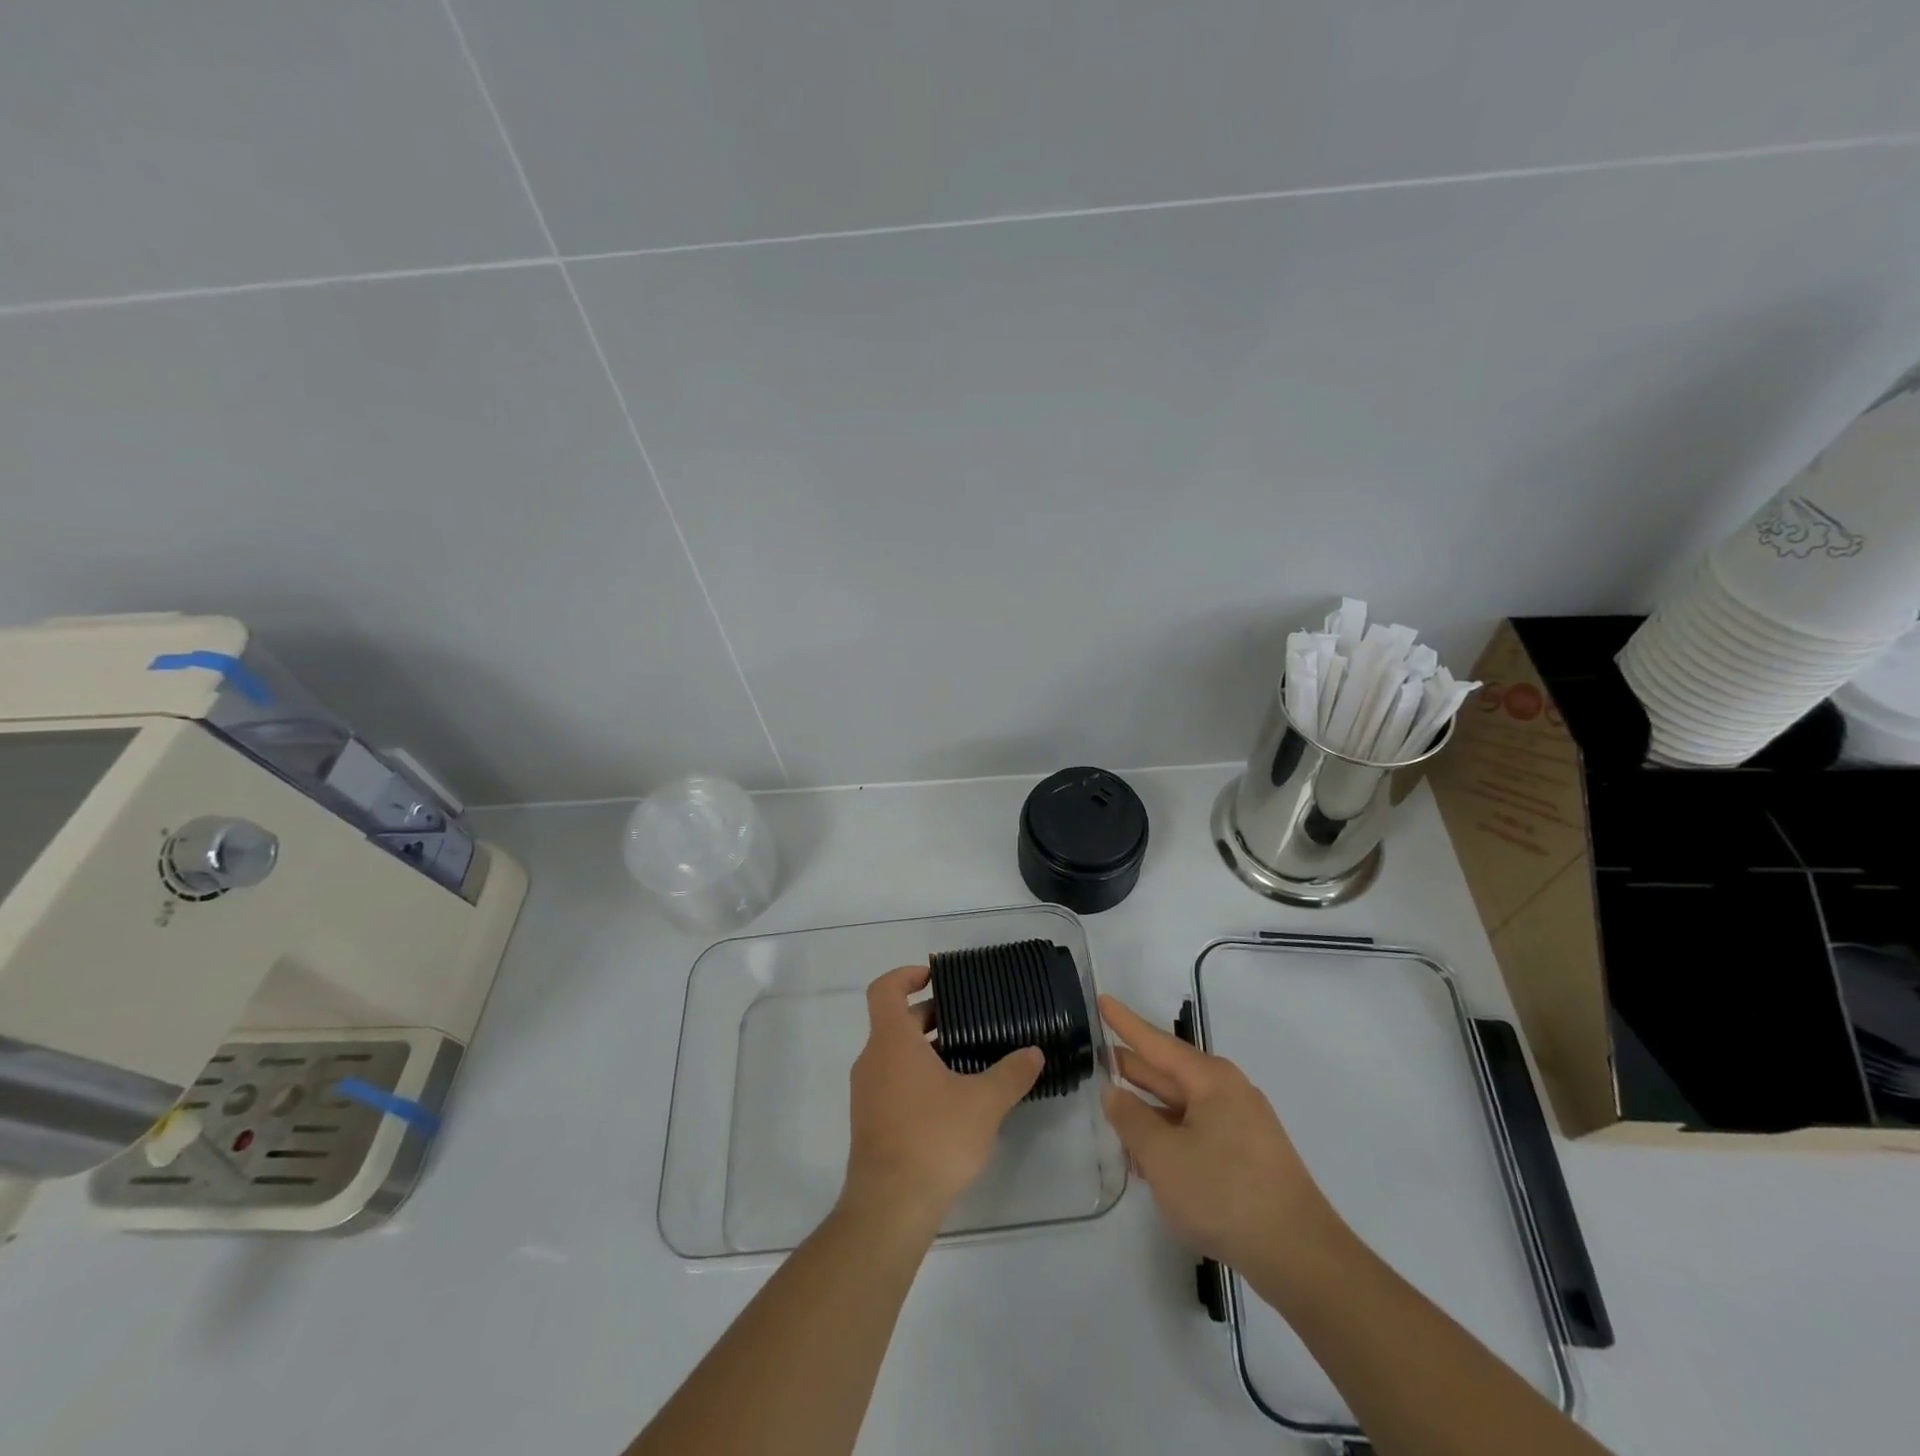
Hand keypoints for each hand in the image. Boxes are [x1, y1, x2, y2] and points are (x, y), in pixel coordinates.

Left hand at [840, 966, 1042, 1232]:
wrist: (889, 1207)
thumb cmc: (933, 1138)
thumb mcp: (983, 1103)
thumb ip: (1011, 1074)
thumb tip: (1034, 1052)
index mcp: (892, 1041)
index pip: (885, 989)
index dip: (906, 975)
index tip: (933, 977)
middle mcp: (872, 1060)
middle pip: (895, 1021)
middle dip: (930, 1016)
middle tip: (968, 1021)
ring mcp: (867, 1093)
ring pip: (895, 1054)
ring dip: (926, 1049)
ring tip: (967, 1058)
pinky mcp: (870, 1122)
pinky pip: (892, 1081)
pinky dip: (917, 1076)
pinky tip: (952, 1098)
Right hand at [1100, 994, 1344, 1285]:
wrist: (1300, 1257)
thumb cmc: (1224, 1193)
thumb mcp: (1163, 1156)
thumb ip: (1132, 1120)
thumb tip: (1114, 1093)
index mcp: (1210, 1080)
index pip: (1156, 1042)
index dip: (1125, 1023)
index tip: (1102, 1000)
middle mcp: (1228, 1092)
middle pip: (1170, 1072)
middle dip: (1134, 1067)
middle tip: (1098, 1057)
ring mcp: (1241, 1126)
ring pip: (1183, 1106)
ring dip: (1149, 1110)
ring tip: (1114, 1111)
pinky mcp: (1247, 1157)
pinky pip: (1197, 1132)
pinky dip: (1169, 1136)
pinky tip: (1147, 1159)